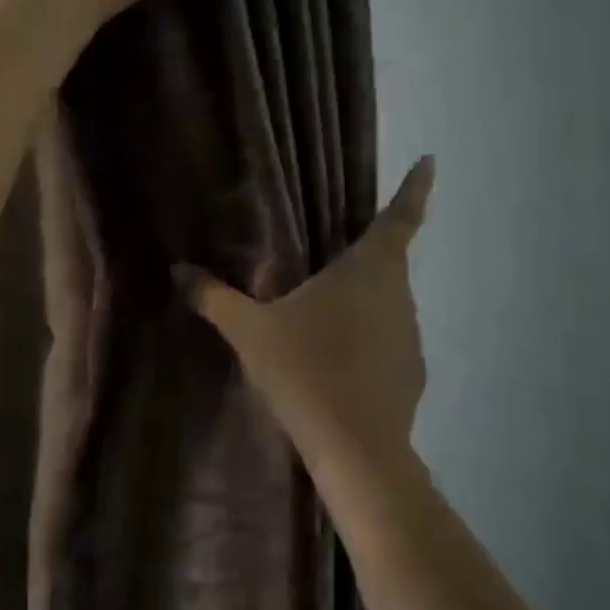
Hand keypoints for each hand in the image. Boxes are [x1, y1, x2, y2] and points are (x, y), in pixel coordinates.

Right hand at [177, 157, 435, 457]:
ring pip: (385, 304)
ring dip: (360, 304)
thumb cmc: (305, 371)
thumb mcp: (250, 331)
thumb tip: (178, 270)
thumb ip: (214, 298)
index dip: (415, 187)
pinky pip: (387, 341)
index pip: (400, 216)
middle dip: (362, 257)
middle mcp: (398, 294)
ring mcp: (410, 334)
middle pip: (386, 261)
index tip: (431, 160)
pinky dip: (366, 342)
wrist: (355, 449)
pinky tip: (336, 364)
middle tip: (327, 262)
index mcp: (369, 269)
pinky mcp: (412, 372)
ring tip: (322, 321)